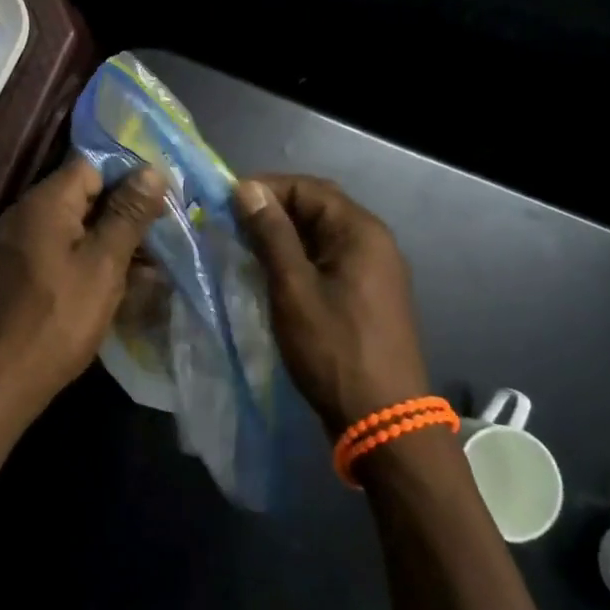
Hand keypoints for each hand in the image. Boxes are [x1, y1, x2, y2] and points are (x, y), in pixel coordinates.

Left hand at [0, 157, 166, 429]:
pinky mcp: (25, 267)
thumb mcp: (104, 263)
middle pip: (85, 193)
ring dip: (113, 237)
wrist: (7, 379)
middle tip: (165, 230)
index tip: (163, 198)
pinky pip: (65, 247)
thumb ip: (128, 213)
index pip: (93, 165)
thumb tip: (151, 170)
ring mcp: (23, 241)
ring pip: (78, 223)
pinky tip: (124, 279)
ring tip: (153, 260)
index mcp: (45, 201)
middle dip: (125, 210)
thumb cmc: (61, 316)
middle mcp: (28, 212)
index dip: (130, 176)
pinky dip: (93, 256)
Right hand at [235, 175, 429, 435]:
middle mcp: (373, 241)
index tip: (226, 204)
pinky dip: (300, 257)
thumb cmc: (334, 349)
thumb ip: (271, 233)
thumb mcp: (293, 288)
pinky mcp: (369, 293)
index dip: (265, 189)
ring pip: (321, 234)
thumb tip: (247, 188)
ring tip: (245, 247)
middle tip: (232, 224)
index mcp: (360, 231)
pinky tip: (273, 273)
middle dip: (273, 210)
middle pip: (317, 207)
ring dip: (284, 234)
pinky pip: (330, 258)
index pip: (308, 187)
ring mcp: (375, 269)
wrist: (383, 421)